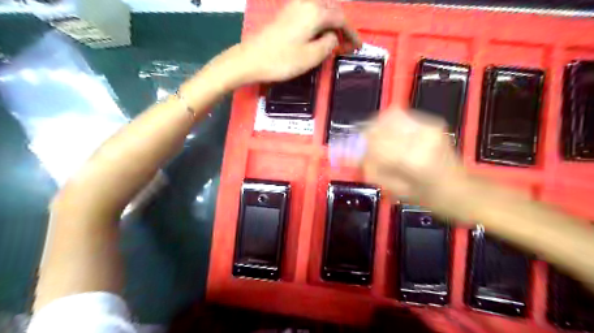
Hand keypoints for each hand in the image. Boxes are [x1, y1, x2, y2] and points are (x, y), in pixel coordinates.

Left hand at [233, 0, 349, 82]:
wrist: (250, 59)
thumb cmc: (282, 60)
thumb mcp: (311, 56)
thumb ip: (329, 44)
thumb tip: (333, 37)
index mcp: (315, 12)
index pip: (341, 18)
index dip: (352, 33)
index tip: (358, 46)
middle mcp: (306, 3)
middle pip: (332, 10)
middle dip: (342, 26)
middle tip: (346, 44)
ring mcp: (294, 7)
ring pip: (321, 10)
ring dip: (331, 24)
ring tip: (334, 41)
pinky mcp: (286, 14)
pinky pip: (309, 14)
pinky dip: (319, 23)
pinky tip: (318, 36)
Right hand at [360, 107, 465, 205]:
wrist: (461, 190)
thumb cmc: (428, 197)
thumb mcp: (395, 189)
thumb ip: (372, 168)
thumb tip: (354, 153)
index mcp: (412, 159)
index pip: (374, 142)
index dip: (357, 145)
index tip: (348, 151)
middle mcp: (421, 137)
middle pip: (380, 123)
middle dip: (366, 134)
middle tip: (361, 145)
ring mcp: (428, 126)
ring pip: (389, 115)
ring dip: (377, 126)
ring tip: (376, 140)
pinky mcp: (432, 122)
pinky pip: (401, 116)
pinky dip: (389, 124)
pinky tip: (391, 137)